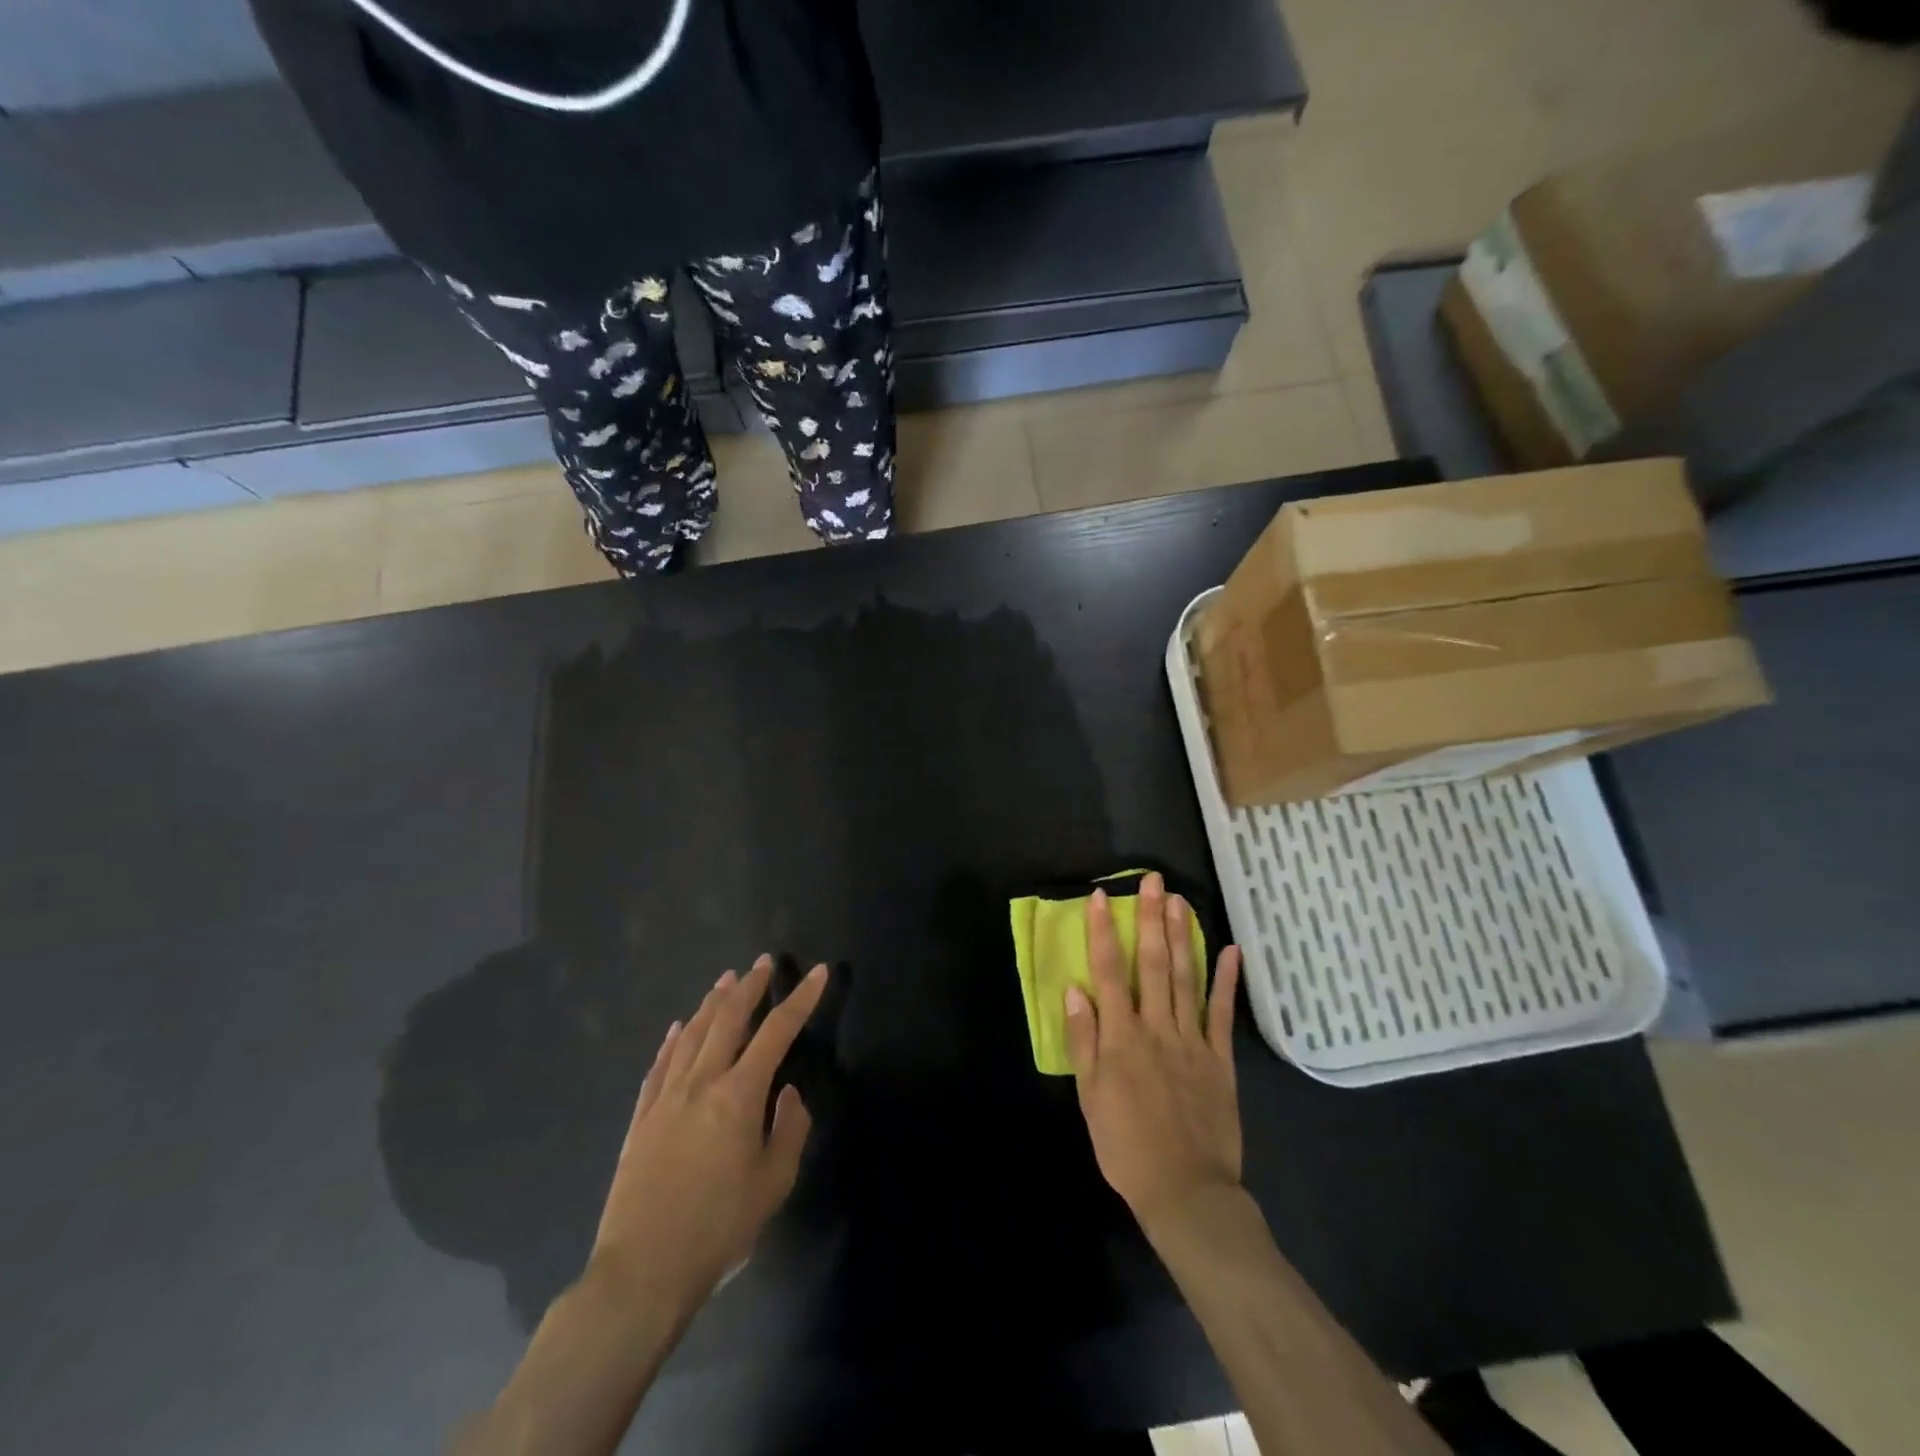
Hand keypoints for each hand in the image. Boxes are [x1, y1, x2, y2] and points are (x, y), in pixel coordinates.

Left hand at [589, 957, 826, 1320]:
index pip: (777, 1032)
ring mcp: (666, 1098)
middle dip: (750, 987)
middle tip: (764, 963)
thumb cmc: (719, 1229)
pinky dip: (672, 1040)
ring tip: (726, 981)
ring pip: (691, 1035)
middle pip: (728, 1020)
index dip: (801, 999)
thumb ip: (790, 1130)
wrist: (642, 1273)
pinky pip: (659, 1066)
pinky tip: (678, 1028)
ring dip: (712, 1003)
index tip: (817, 972)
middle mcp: (702, 1083)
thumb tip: (788, 1093)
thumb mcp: (774, 1184)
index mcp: (739, 1095)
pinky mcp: (641, 1120)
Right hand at [1064, 873, 1242, 1238]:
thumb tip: (1075, 989)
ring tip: (1181, 900)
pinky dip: (1226, 981)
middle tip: (1154, 881)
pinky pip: (1222, 1013)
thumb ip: (1084, 1040)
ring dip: (1183, 936)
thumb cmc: (1126, 1146)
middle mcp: (1156, 1027)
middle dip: (1151, 919)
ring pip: (1186, 978)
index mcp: (1121, 1036)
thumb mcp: (1090, 1097)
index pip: (1109, 971)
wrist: (1186, 1191)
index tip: (1101, 897)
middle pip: (1153, 963)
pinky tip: (1230, 951)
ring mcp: (1192, 1040)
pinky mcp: (1220, 1059)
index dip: (1104, 931)